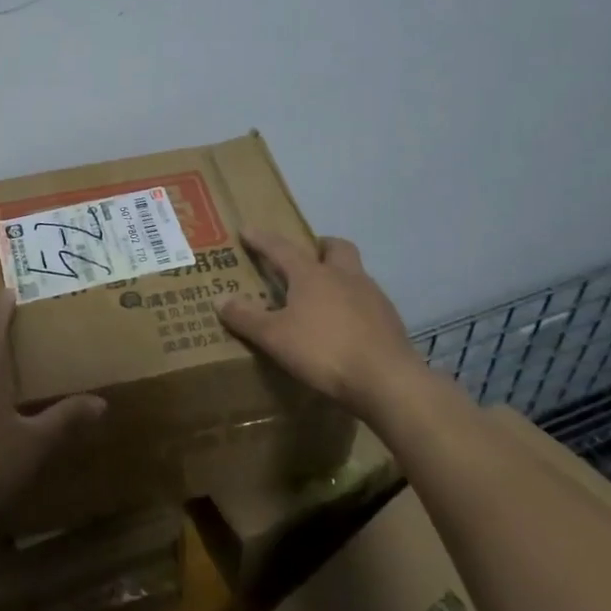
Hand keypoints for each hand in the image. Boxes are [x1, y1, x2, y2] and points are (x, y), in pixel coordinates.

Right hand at [217, 230, 423, 415]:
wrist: (387, 380)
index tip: (247, 230)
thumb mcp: (275, 337)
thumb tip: (220, 299)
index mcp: (312, 274)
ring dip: (339, 277)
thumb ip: (247, 318)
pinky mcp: (390, 320)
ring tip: (324, 298)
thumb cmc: (324, 350)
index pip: (281, 248)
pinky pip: (368, 301)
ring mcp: (372, 296)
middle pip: (335, 247)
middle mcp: (344, 276)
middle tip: (306, 258)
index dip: (262, 239)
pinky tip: (346, 327)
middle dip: (319, 247)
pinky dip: (354, 306)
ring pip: (355, 273)